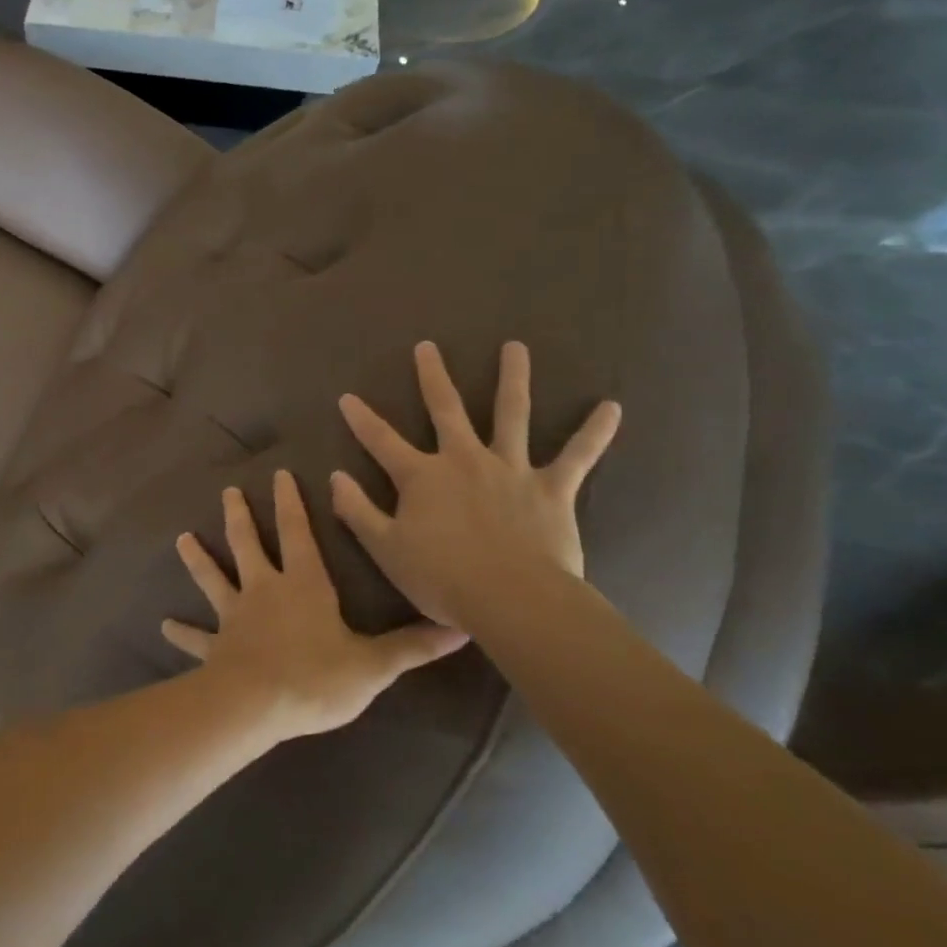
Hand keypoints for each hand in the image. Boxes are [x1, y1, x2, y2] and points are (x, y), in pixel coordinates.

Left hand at [163, 471, 468, 737]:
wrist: (259, 705)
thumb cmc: (317, 677)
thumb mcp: (373, 664)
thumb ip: (412, 647)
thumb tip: (460, 630)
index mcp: (303, 585)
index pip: (296, 532)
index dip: (290, 503)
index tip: (279, 474)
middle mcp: (264, 590)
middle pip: (249, 544)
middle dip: (240, 516)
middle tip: (229, 491)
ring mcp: (235, 616)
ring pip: (214, 578)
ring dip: (199, 559)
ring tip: (182, 538)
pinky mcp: (216, 646)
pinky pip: (197, 638)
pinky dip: (182, 633)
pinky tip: (165, 626)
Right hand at [330, 340, 621, 627]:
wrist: (512, 600)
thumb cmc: (442, 578)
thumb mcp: (385, 548)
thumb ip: (357, 510)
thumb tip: (335, 477)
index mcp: (421, 476)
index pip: (382, 441)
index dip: (361, 420)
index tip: (347, 397)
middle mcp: (464, 460)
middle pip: (445, 409)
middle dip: (432, 377)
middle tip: (427, 347)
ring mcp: (510, 469)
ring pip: (511, 414)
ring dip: (512, 378)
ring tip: (515, 347)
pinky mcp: (550, 488)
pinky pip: (577, 456)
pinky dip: (594, 432)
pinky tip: (612, 407)